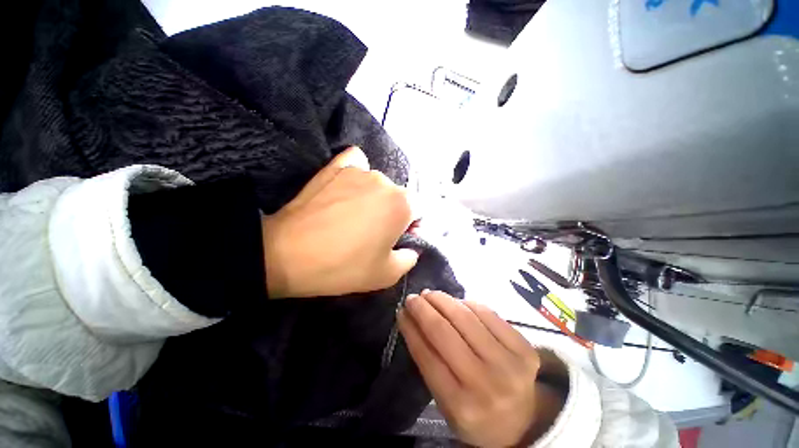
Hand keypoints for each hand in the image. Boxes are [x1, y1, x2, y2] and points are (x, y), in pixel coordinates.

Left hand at [262, 147, 418, 297]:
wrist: (288, 254)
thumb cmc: (344, 266)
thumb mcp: (387, 275)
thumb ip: (410, 258)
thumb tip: (411, 247)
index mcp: (401, 203)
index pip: (420, 210)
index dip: (412, 226)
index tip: (397, 240)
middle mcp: (384, 180)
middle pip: (399, 197)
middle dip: (394, 213)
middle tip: (374, 232)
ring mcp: (358, 170)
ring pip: (378, 184)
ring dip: (375, 198)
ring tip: (355, 215)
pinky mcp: (335, 167)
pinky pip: (356, 163)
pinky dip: (357, 173)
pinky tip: (349, 186)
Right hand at [398, 291, 565, 447]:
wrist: (523, 422)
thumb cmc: (475, 413)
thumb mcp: (445, 400)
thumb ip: (427, 360)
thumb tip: (411, 319)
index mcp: (461, 405)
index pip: (427, 355)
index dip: (411, 328)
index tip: (401, 311)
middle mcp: (486, 384)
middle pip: (445, 332)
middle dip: (423, 308)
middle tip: (413, 297)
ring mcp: (509, 364)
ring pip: (466, 317)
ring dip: (443, 300)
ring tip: (431, 295)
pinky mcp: (525, 348)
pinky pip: (488, 313)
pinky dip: (467, 303)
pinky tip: (457, 302)